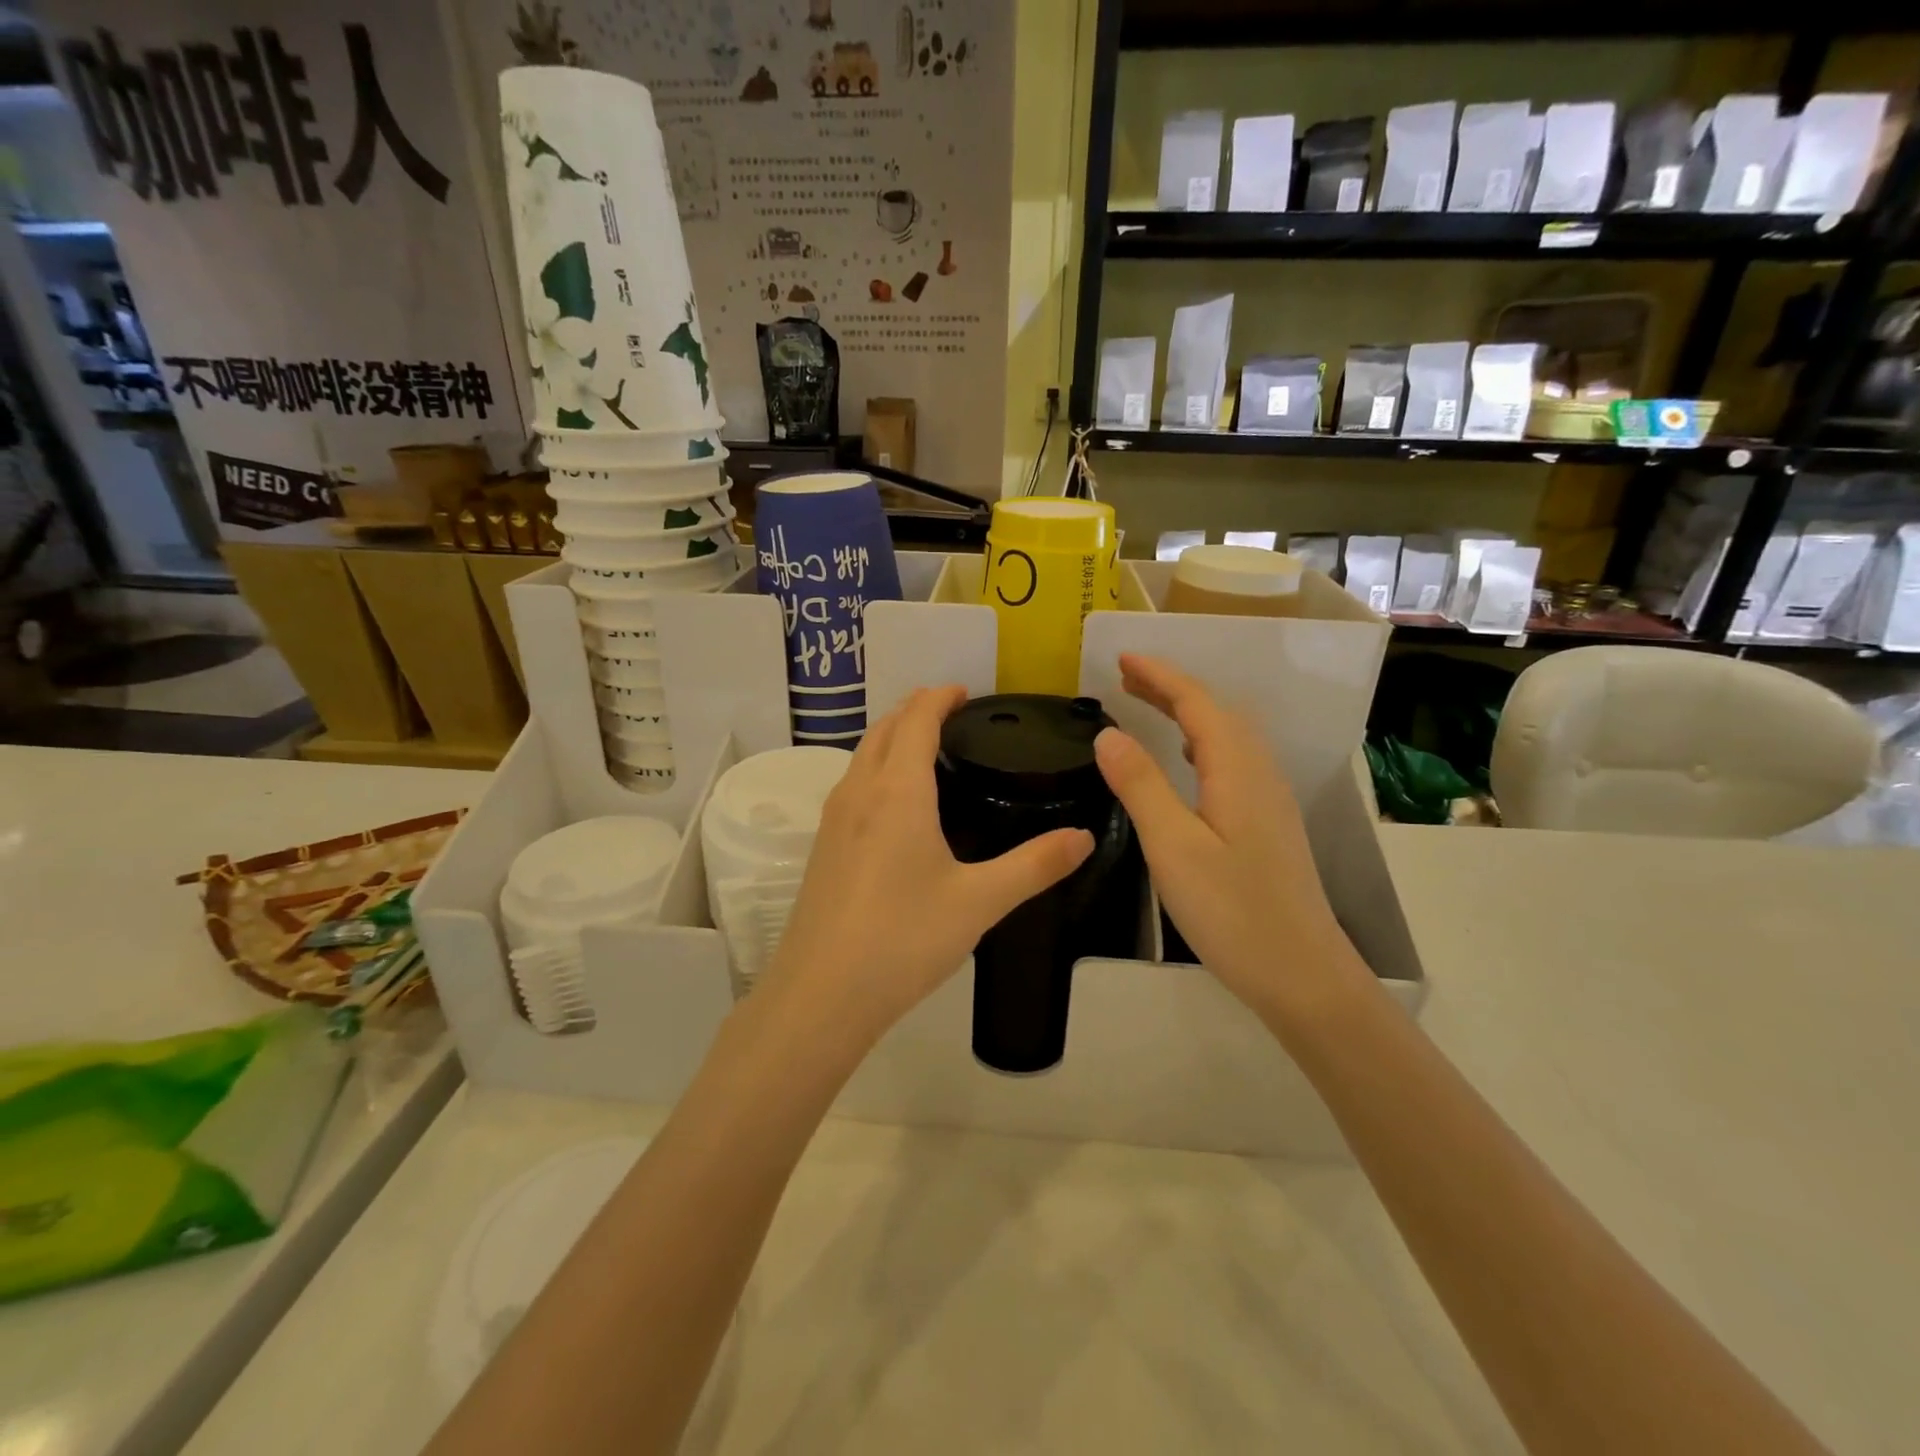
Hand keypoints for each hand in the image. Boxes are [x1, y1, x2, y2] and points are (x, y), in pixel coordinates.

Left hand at [755, 686, 1094, 1055]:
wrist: (821, 994)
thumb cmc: (904, 939)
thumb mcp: (980, 902)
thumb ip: (1035, 865)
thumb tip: (1084, 837)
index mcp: (897, 791)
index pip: (916, 720)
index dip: (939, 698)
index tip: (965, 692)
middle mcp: (858, 792)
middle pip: (883, 729)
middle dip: (914, 710)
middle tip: (951, 713)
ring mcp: (832, 820)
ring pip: (861, 756)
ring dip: (891, 738)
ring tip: (925, 749)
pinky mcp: (821, 848)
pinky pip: (851, 785)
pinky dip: (876, 769)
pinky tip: (895, 805)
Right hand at [1093, 654, 1365, 1026]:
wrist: (1303, 974)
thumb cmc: (1233, 911)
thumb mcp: (1173, 847)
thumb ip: (1140, 785)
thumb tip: (1107, 733)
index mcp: (1238, 769)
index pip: (1197, 702)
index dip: (1159, 675)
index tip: (1120, 657)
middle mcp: (1260, 772)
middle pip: (1215, 711)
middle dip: (1171, 687)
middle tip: (1125, 678)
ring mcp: (1270, 798)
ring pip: (1228, 735)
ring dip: (1187, 712)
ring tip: (1148, 707)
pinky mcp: (1269, 823)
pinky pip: (1233, 760)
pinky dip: (1203, 742)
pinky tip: (1189, 761)